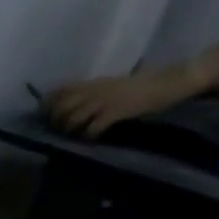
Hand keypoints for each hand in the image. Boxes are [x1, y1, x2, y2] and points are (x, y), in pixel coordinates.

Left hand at [43, 65, 199, 136]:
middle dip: (56, 122)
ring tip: (75, 135)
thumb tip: (70, 105)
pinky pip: (93, 127)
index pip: (59, 92)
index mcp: (93, 83)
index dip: (47, 105)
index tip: (46, 116)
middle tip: (60, 131)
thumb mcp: (112, 84)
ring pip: (73, 118)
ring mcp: (105, 101)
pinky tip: (91, 138)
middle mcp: (95, 90)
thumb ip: (92, 92)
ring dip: (70, 130)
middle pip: (61, 108)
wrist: (173, 80)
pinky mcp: (117, 111)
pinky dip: (88, 135)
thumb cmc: (143, 84)